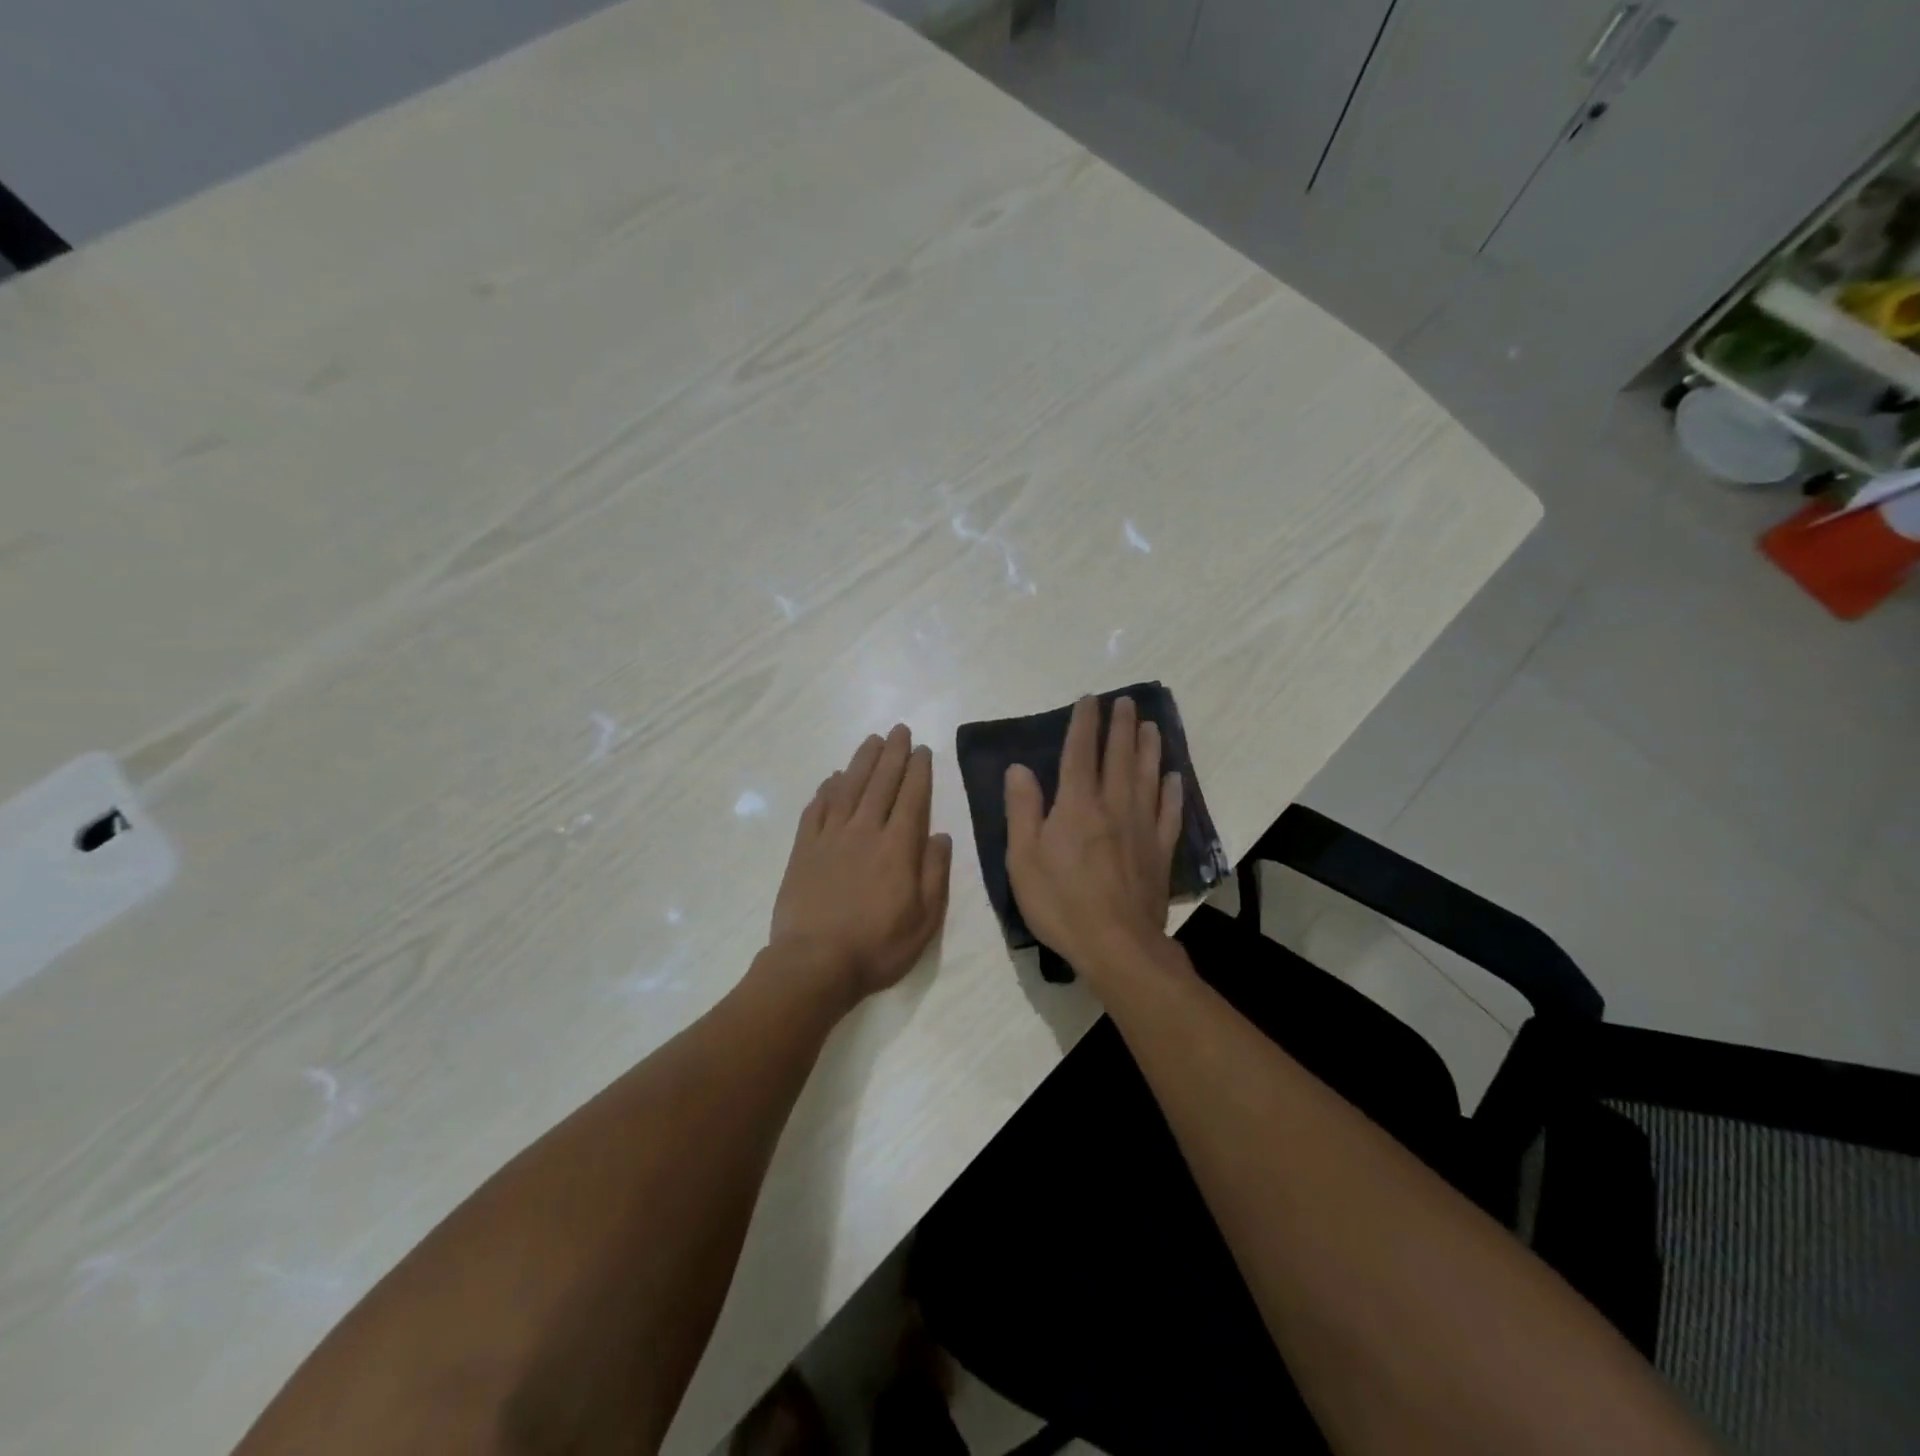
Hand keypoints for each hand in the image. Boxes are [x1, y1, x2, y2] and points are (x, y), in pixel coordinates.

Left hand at [769, 724, 952, 1005]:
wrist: (814, 964)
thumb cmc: (877, 946)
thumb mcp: (925, 920)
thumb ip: (935, 873)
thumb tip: (940, 835)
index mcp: (897, 847)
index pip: (912, 797)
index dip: (919, 771)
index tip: (923, 749)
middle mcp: (864, 831)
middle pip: (880, 783)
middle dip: (893, 754)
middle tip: (899, 730)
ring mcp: (830, 838)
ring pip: (848, 788)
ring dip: (862, 761)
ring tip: (872, 741)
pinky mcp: (804, 850)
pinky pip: (816, 810)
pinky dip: (827, 790)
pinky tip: (833, 779)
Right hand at [1004, 695, 1182, 981]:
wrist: (1116, 944)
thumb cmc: (1060, 902)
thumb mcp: (1023, 858)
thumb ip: (1023, 810)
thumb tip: (1019, 768)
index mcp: (1077, 805)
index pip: (1080, 753)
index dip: (1084, 724)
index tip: (1089, 700)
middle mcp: (1113, 806)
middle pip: (1119, 757)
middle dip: (1121, 726)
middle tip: (1126, 702)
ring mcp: (1142, 827)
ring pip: (1147, 776)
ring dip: (1148, 748)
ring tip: (1150, 726)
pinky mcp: (1160, 851)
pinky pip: (1169, 812)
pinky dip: (1172, 791)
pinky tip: (1174, 777)